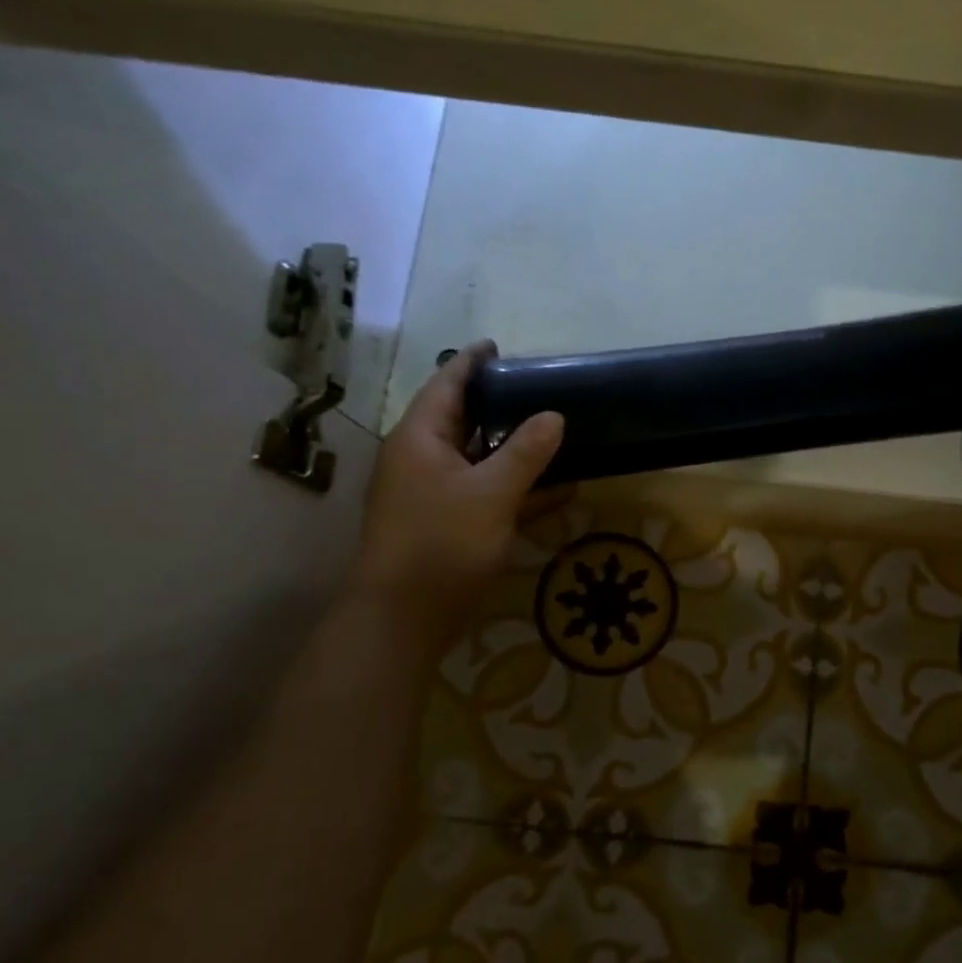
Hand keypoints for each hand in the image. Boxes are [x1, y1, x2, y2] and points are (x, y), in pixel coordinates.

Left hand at [347, 341, 564, 622]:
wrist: (404, 617)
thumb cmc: (442, 543)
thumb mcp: (491, 493)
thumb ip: (525, 453)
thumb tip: (554, 416)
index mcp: (421, 438)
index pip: (447, 384)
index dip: (473, 362)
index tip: (499, 346)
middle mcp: (422, 459)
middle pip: (462, 420)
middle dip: (499, 405)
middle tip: (540, 389)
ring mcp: (433, 494)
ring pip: (478, 459)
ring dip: (513, 449)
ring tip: (555, 432)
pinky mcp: (447, 524)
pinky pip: (485, 493)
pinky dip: (516, 488)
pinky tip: (557, 490)